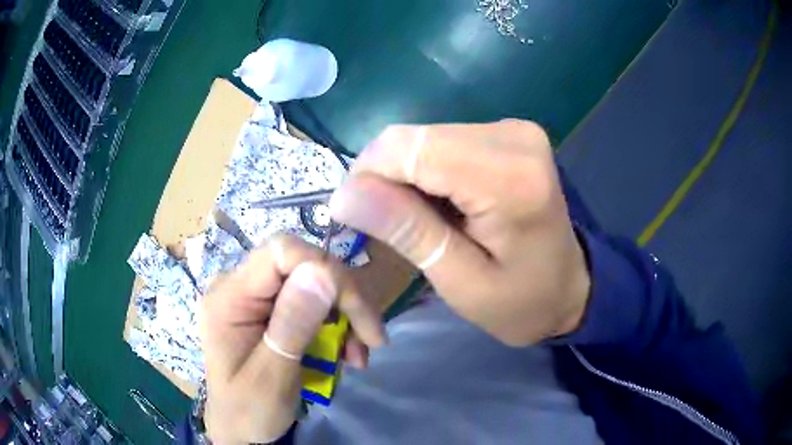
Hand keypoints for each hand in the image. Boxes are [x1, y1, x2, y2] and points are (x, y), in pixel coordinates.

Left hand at [200, 235, 384, 443]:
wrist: (241, 429)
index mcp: (229, 297)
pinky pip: (313, 301)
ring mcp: (256, 296)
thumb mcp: (271, 378)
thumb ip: (291, 326)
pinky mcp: (271, 309)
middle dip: (344, 299)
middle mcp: (240, 286)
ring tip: (357, 355)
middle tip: (371, 339)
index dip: (326, 270)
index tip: (358, 313)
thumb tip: (323, 272)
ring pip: (315, 281)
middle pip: (303, 264)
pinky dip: (337, 325)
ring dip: (345, 316)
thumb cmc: (249, 410)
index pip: (281, 252)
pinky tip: (346, 352)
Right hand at [330, 120, 590, 345]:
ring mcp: (513, 130)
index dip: (368, 176)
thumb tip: (344, 194)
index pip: (410, 149)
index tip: (355, 218)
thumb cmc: (522, 301)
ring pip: (421, 137)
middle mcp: (513, 137)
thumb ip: (409, 233)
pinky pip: (440, 141)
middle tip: (388, 227)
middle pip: (412, 138)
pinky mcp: (507, 133)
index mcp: (510, 178)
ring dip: (404, 177)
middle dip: (384, 179)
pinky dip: (425, 172)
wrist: (570, 287)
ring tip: (417, 220)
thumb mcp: (462, 284)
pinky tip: (438, 203)